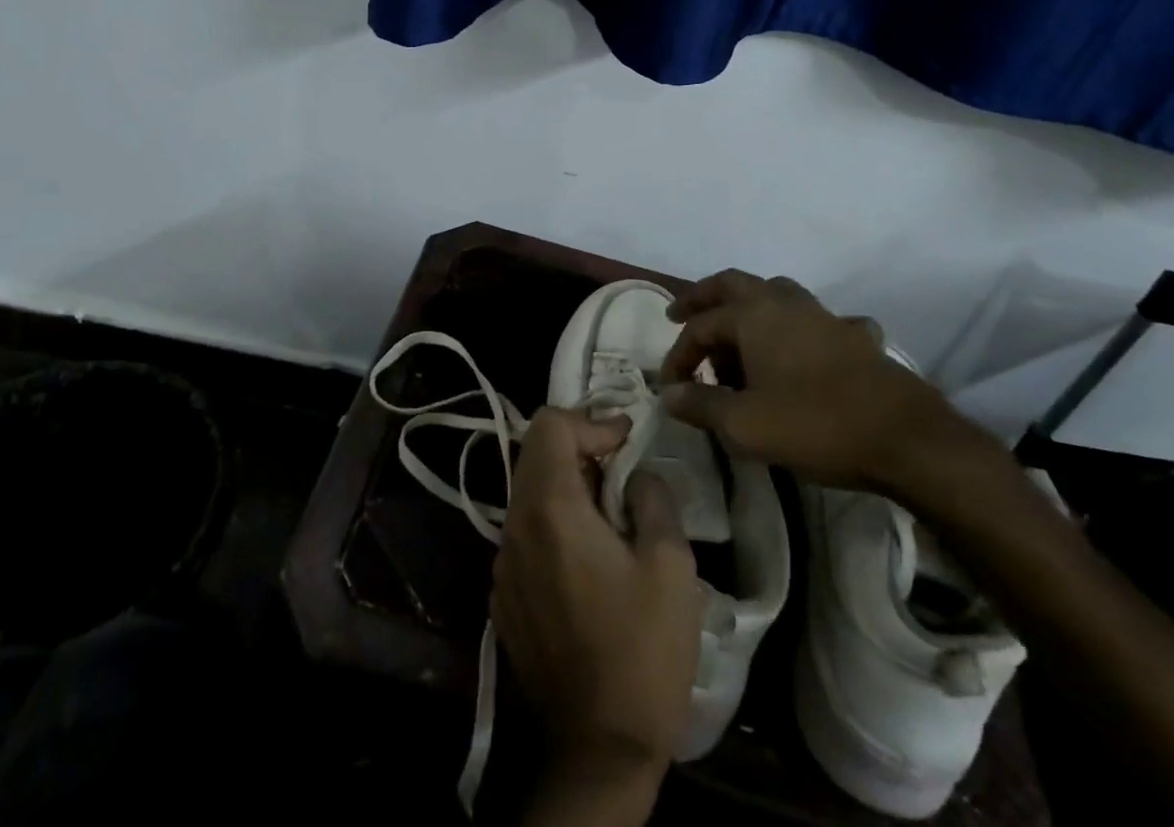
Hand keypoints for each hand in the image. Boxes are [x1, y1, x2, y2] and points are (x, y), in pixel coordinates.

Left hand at [492, 408, 701, 823]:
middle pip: (535, 454)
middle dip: (579, 449)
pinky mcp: (504, 595)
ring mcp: (503, 563)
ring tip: (610, 514)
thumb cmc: (642, 652)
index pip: (549, 425)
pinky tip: (588, 558)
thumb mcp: (670, 566)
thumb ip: (653, 499)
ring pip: (528, 493)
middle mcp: (514, 526)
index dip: (590, 422)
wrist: (599, 751)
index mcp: (549, 509)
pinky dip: (554, 522)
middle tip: (622, 471)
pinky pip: (525, 533)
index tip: (627, 443)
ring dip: (567, 486)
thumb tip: (636, 475)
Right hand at [661, 269, 981, 495]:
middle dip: (702, 297)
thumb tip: (667, 395)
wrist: (906, 438)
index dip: (678, 357)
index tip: (670, 390)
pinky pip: (817, 320)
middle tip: (680, 314)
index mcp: (752, 316)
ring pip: (774, 293)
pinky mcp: (853, 336)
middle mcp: (783, 303)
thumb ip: (700, 406)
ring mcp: (822, 315)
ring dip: (747, 308)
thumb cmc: (815, 425)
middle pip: (732, 284)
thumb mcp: (744, 425)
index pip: (700, 327)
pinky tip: (805, 349)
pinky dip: (800, 329)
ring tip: (736, 336)